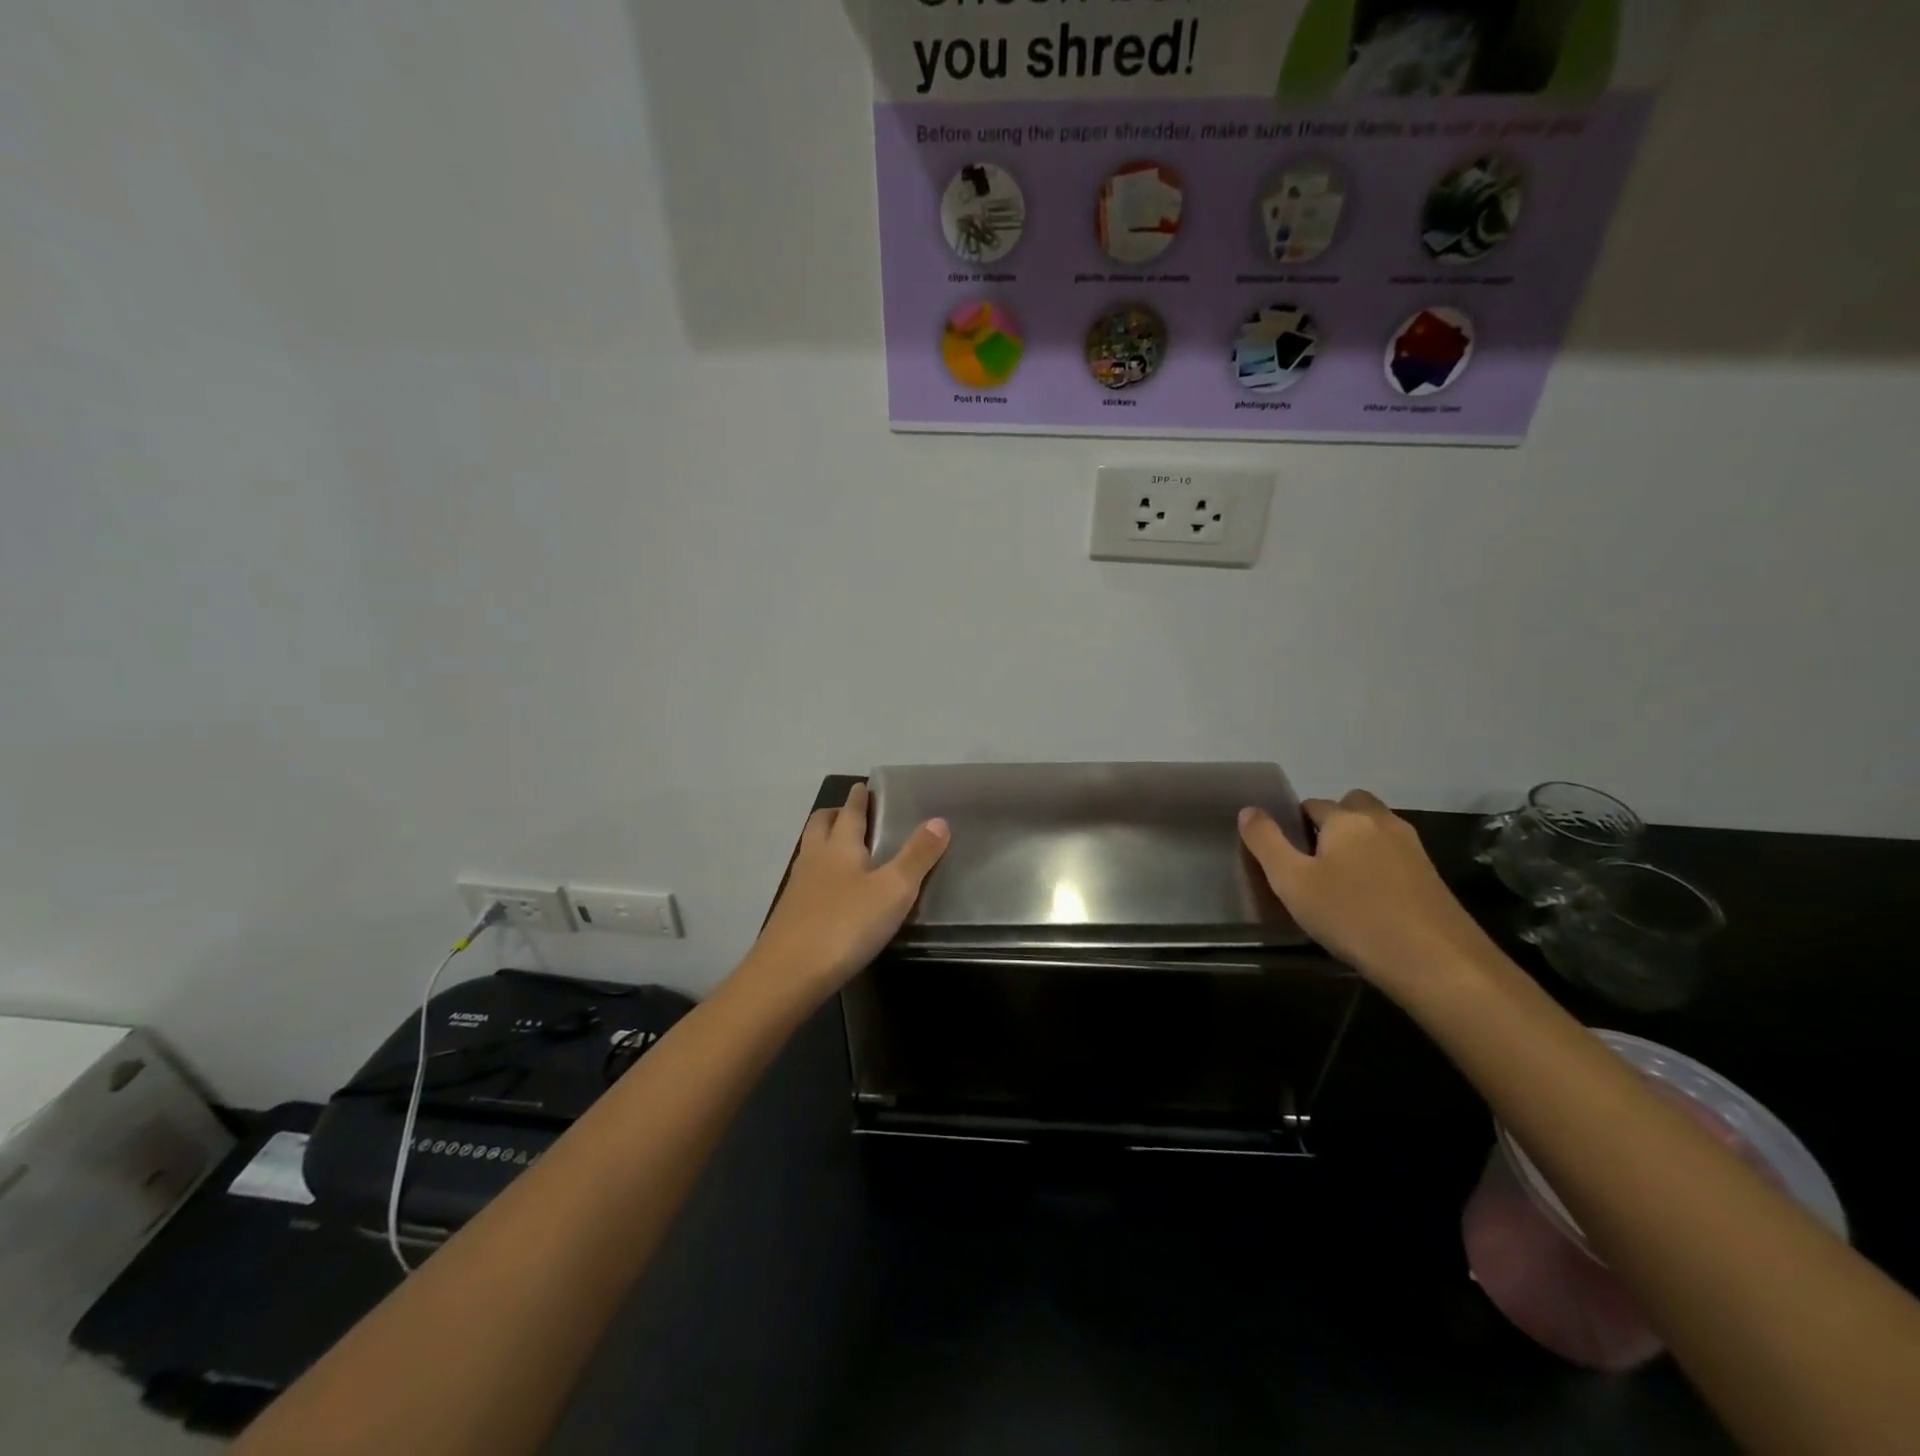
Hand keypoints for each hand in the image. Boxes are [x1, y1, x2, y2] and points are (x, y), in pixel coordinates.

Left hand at [743, 783, 950, 1001]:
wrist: (788, 975)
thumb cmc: (846, 925)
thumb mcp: (894, 890)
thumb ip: (917, 856)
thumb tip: (939, 820)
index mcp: (840, 846)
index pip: (850, 811)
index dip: (859, 798)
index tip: (865, 786)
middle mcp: (814, 858)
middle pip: (820, 824)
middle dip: (836, 814)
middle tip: (853, 813)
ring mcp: (797, 887)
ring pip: (810, 851)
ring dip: (825, 843)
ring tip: (846, 850)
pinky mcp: (790, 916)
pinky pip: (806, 881)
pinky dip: (820, 875)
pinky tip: (833, 893)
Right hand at [1239, 790, 1490, 995]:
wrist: (1436, 962)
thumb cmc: (1352, 916)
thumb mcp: (1292, 882)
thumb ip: (1265, 842)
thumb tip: (1249, 810)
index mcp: (1346, 819)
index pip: (1312, 804)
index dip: (1295, 824)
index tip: (1287, 855)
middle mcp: (1382, 823)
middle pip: (1352, 805)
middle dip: (1333, 822)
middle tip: (1316, 861)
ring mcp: (1413, 849)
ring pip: (1377, 830)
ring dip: (1359, 843)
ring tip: (1341, 883)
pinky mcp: (1432, 877)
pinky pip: (1396, 856)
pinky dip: (1380, 866)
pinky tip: (1371, 901)